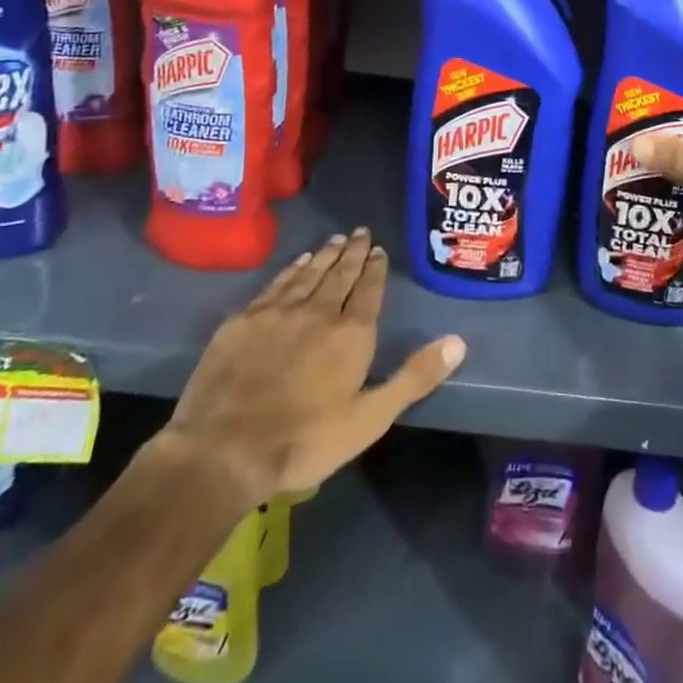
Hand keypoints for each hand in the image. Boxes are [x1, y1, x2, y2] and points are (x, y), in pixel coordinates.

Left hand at [151, 230, 465, 511]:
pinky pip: (276, 284)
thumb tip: (459, 341)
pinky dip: (292, 269)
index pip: (369, 290)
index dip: (376, 268)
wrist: (222, 451)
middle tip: (361, 232)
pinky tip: (299, 262)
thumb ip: (414, 377)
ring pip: (310, 273)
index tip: (379, 250)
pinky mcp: (244, 320)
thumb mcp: (370, 418)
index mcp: (351, 333)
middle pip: (341, 274)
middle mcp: (319, 311)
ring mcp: (278, 312)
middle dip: (354, 252)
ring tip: (337, 239)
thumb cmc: (304, 441)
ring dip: (326, 255)